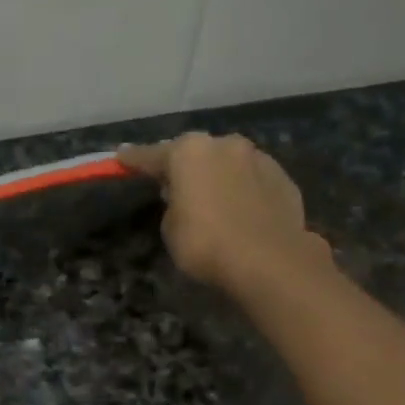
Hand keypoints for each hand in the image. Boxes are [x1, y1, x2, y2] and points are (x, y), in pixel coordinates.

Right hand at [120, 132, 330, 295]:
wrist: (269, 259)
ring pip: (229, 164)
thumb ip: (173, 205)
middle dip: (185, 167)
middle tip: (176, 186)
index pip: (152, 155)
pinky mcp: (283, 178)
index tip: (121, 158)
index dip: (135, 160)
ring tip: (214, 201)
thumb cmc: (206, 244)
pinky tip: (241, 212)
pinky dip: (243, 191)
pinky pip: (253, 181)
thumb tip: (184, 197)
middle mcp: (224, 145)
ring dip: (218, 177)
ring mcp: (258, 158)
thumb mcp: (171, 229)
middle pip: (196, 154)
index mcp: (189, 152)